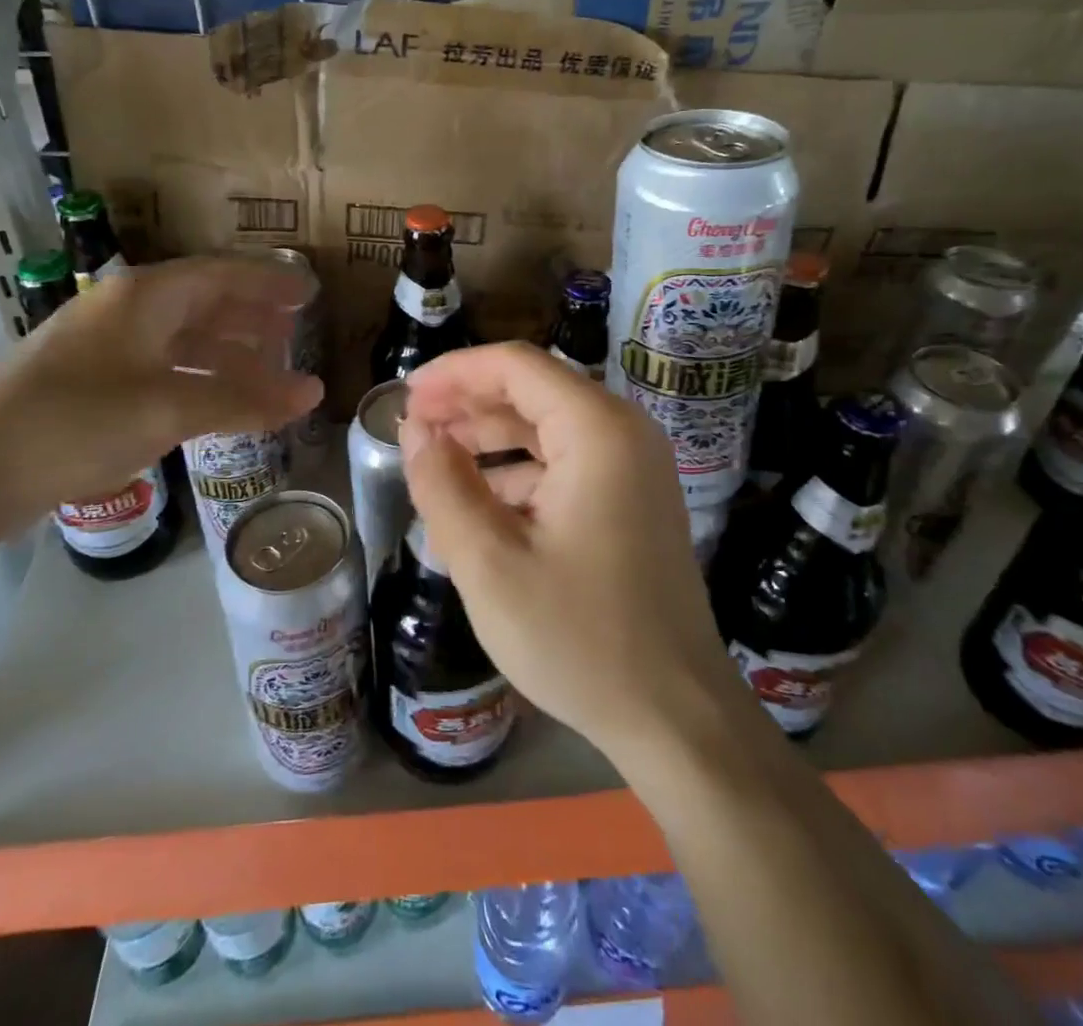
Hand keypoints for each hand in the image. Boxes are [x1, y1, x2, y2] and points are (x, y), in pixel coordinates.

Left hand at [0, 257, 321, 531]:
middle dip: (252, 318)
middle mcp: (127, 311)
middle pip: (204, 304)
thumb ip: (244, 400)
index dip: (269, 284)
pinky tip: (219, 403)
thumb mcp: (168, 408)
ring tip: (269, 373)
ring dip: (229, 355)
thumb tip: (313, 393)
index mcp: (145, 297)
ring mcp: (107, 348)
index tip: (310, 293)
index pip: (222, 275)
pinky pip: (164, 371)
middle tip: (295, 333)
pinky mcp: (94, 385)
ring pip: (184, 341)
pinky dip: (200, 382)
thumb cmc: (76, 421)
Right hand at [400, 342, 736, 764]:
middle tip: (413, 430)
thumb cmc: (579, 639)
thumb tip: (415, 431)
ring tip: (434, 465)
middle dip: (468, 405)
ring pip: (548, 428)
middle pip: (534, 391)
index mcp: (597, 431)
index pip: (516, 366)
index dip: (455, 372)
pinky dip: (519, 473)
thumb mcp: (490, 564)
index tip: (406, 397)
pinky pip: (566, 464)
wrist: (676, 717)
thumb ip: (442, 486)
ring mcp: (635, 467)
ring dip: (490, 439)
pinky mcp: (634, 499)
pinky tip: (478, 506)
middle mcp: (623, 433)